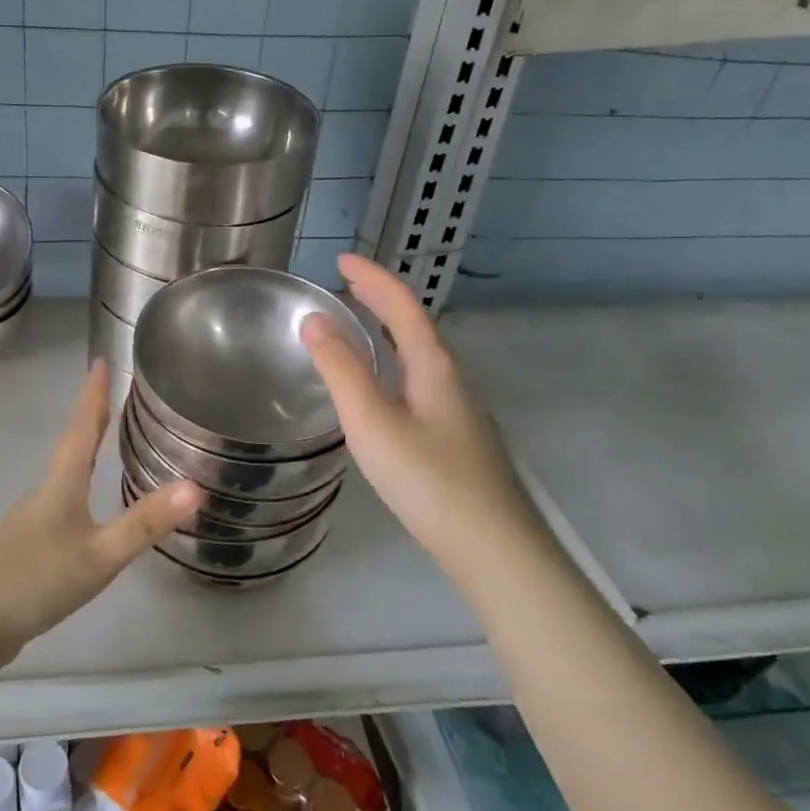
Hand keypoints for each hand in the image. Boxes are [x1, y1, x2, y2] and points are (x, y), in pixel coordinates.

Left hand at [0, 361, 201, 659]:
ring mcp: (32, 522)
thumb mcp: (98, 555)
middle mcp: (45, 493)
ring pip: (64, 475)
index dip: (93, 395)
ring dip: (83, 451)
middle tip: (110, 393)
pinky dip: (78, 488)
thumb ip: (145, 523)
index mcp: (60, 484)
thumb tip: (196, 487)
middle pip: (72, 446)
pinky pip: (60, 504)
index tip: (101, 361)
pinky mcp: (27, 548)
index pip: (81, 427)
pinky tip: (85, 507)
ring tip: (103, 441)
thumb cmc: (33, 580)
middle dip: (91, 418)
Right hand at [301, 254, 524, 565]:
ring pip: (420, 358)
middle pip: (416, 326)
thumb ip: (341, 370)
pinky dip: (395, 367)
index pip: (402, 305)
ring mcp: (461, 412)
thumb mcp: (372, 423)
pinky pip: (421, 384)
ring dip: (389, 334)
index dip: (372, 278)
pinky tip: (383, 394)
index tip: (341, 260)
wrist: (496, 550)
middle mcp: (452, 381)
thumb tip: (314, 319)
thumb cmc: (429, 481)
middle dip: (381, 300)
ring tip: (358, 331)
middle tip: (346, 287)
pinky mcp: (459, 441)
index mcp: (434, 368)